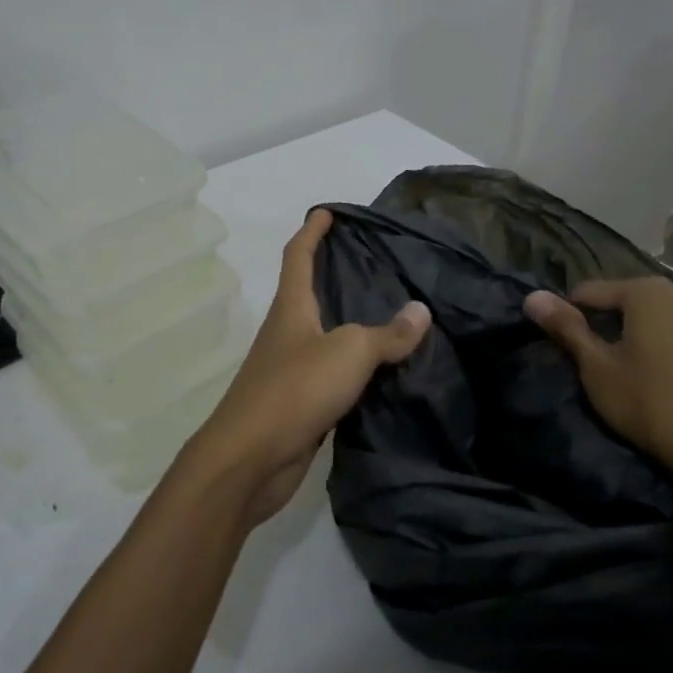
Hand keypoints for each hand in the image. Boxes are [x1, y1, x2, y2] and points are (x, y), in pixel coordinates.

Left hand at [188, 209, 429, 524]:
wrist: (250, 460)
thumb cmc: (294, 390)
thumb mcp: (348, 352)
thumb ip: (387, 333)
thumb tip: (421, 310)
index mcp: (291, 308)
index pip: (298, 256)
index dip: (312, 231)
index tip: (329, 212)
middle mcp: (287, 333)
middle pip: (310, 292)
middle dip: (336, 274)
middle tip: (377, 264)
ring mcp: (290, 369)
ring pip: (325, 335)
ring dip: (351, 323)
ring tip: (392, 314)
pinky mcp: (299, 404)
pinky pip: (333, 374)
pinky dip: (356, 367)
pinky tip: (383, 372)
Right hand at [524, 277, 672, 489]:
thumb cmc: (648, 400)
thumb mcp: (596, 365)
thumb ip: (565, 327)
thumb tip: (532, 296)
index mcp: (647, 292)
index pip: (588, 292)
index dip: (567, 316)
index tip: (558, 347)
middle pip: (620, 304)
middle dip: (599, 326)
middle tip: (584, 363)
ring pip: (646, 323)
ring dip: (625, 339)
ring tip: (613, 373)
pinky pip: (669, 339)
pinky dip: (651, 351)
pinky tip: (646, 381)